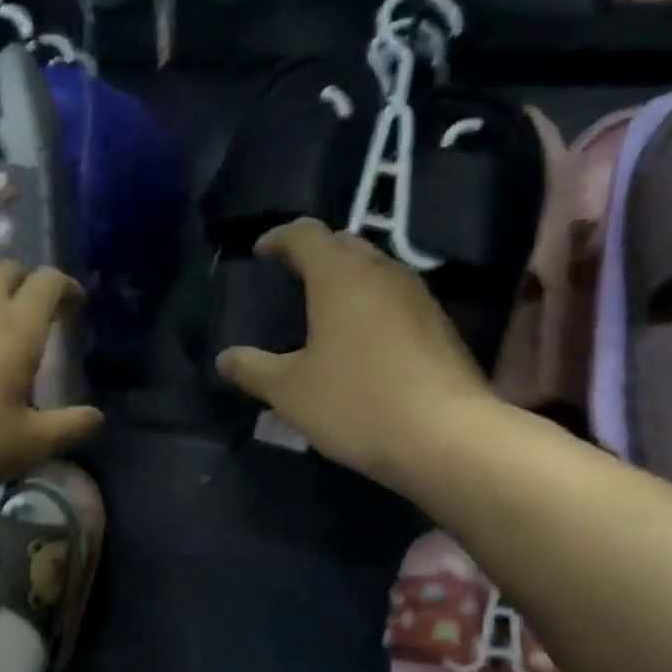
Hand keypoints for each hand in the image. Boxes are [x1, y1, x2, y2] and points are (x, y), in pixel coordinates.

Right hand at [215, 220, 498, 484]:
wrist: (446, 437)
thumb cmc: (355, 402)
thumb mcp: (289, 391)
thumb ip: (253, 369)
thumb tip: (225, 359)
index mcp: (340, 276)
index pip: (306, 234)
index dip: (278, 238)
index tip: (260, 253)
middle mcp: (383, 274)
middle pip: (345, 244)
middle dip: (315, 253)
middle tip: (290, 276)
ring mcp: (419, 298)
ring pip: (376, 271)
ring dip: (347, 279)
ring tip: (323, 307)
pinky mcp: (441, 327)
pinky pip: (396, 300)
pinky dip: (371, 305)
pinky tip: (360, 340)